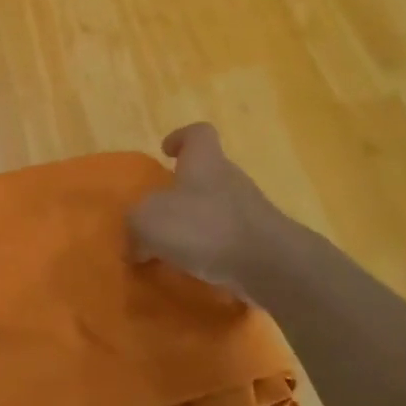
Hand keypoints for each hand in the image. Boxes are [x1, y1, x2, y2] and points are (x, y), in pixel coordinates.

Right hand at [130, 124, 310, 299]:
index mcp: (205, 162)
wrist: (271, 266)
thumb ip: (134, 227)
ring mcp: (251, 212)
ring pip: (218, 208)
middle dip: (184, 190)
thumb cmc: (205, 227)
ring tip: (174, 249)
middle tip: (161, 212)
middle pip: (207, 173)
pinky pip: (231, 240)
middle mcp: (230, 179)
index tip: (166, 152)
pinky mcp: (262, 243)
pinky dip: (214, 252)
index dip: (182, 138)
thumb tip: (134, 244)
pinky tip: (197, 271)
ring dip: (198, 224)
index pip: (198, 134)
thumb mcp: (149, 221)